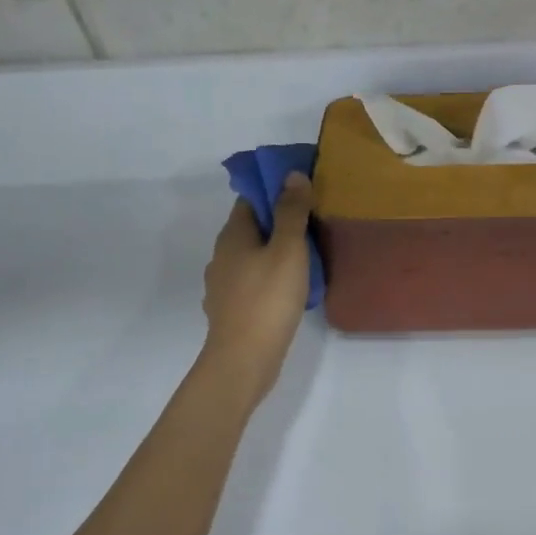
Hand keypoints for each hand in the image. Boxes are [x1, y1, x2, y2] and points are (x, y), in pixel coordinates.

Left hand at [200, 174, 313, 401]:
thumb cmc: (268, 299)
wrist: (244, 359)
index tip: (303, 191)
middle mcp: (222, 255)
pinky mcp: (232, 309)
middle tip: (314, 222)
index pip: (250, 198)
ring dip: (275, 251)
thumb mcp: (288, 249)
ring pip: (252, 256)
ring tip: (307, 255)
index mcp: (232, 235)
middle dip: (278, 221)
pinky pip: (253, 282)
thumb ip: (291, 212)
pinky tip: (290, 288)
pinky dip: (270, 277)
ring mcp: (223, 285)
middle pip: (251, 227)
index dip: (274, 190)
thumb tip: (292, 175)